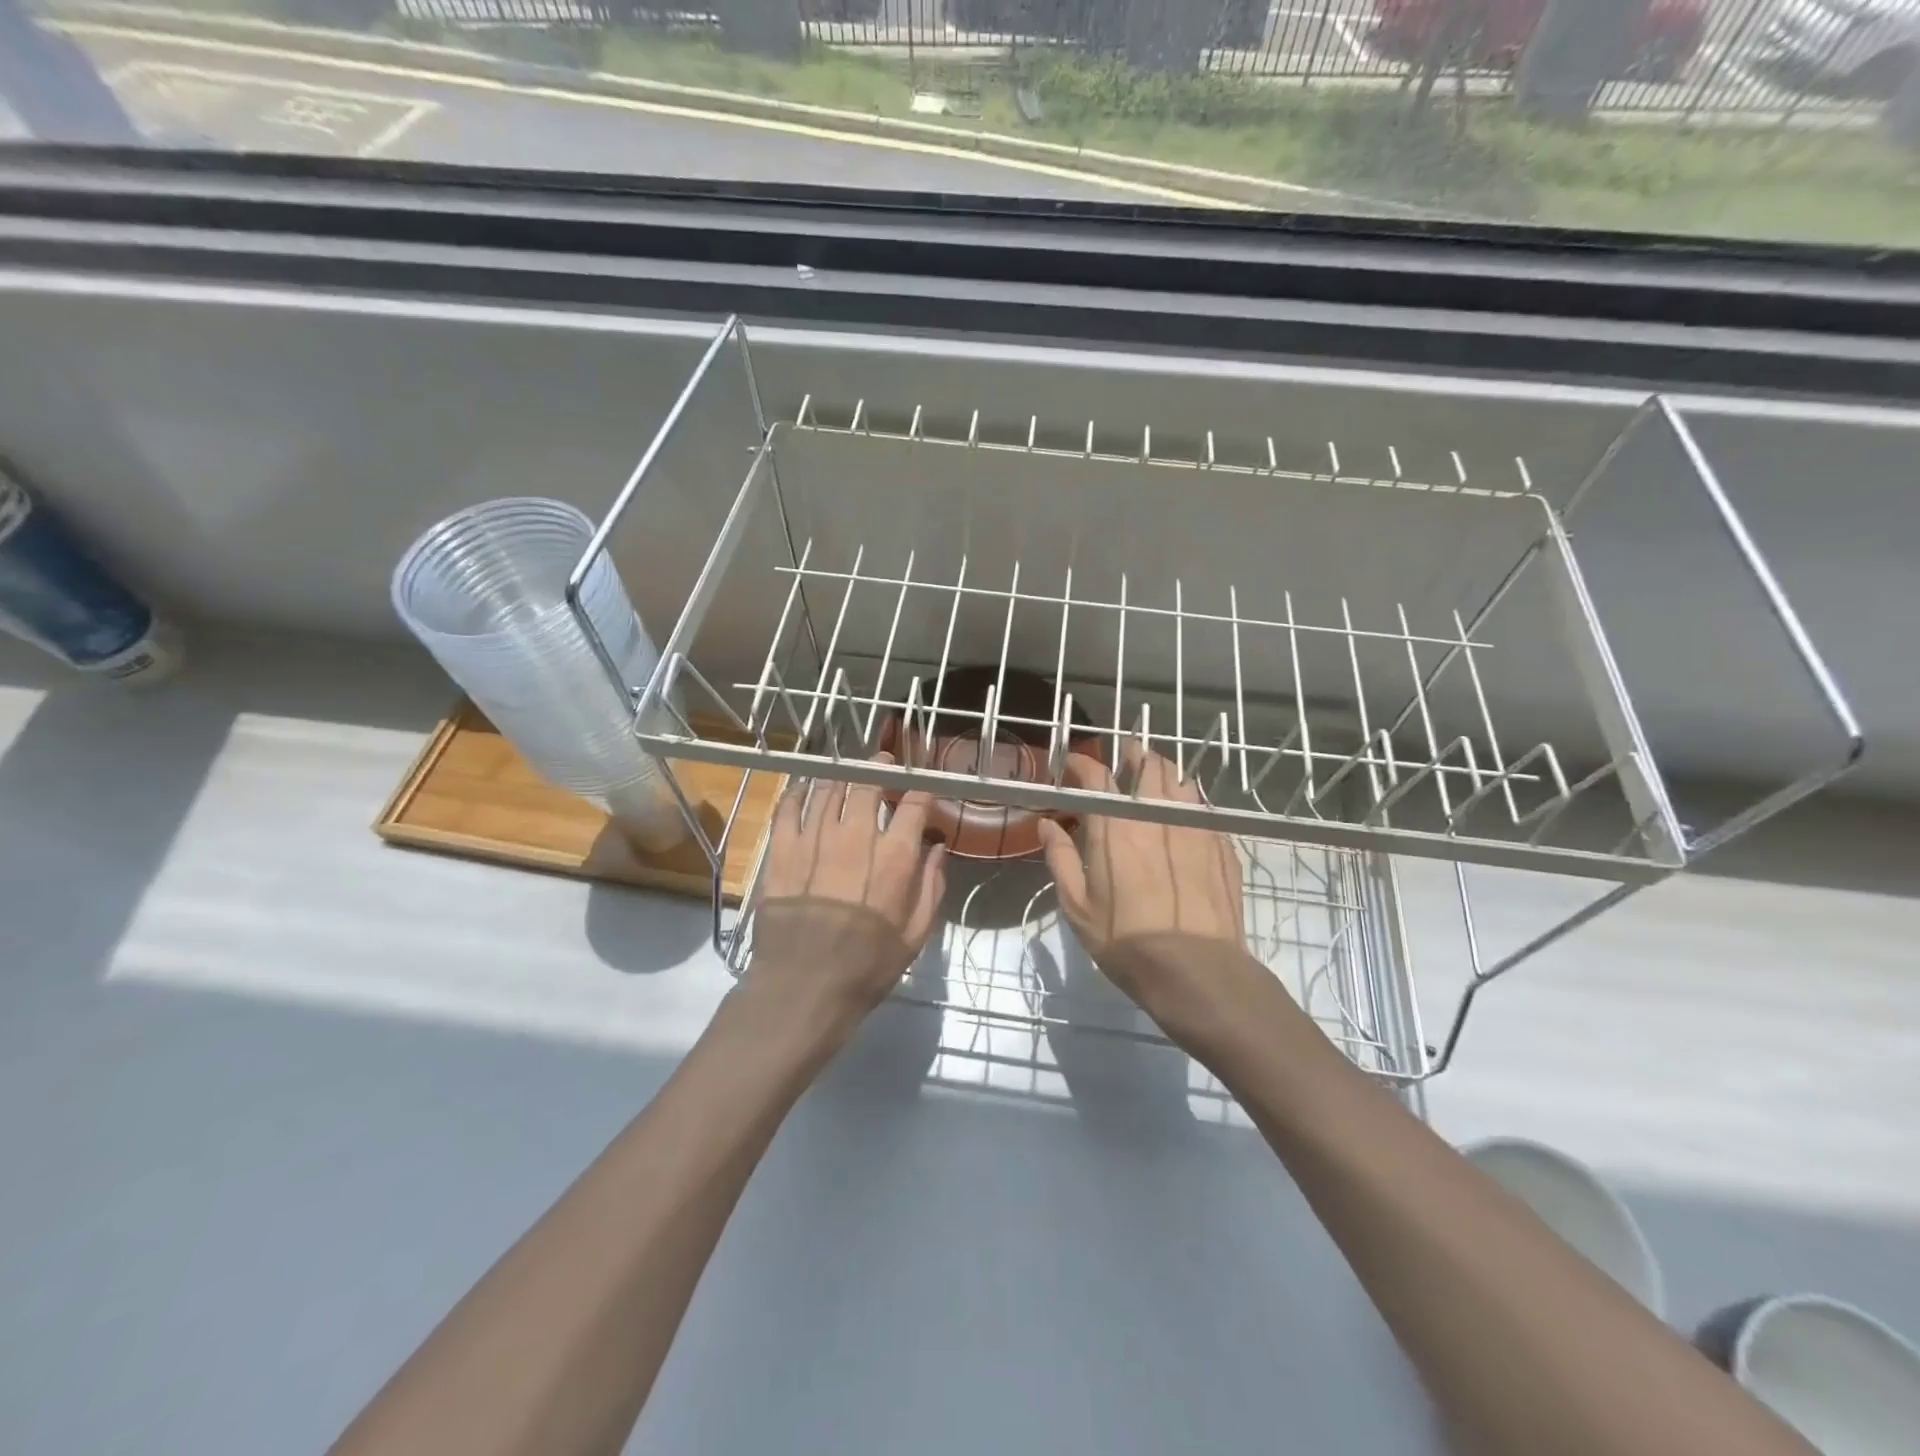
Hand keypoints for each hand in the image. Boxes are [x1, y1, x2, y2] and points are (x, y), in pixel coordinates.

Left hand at [746, 753, 947, 1038]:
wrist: (804, 987)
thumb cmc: (868, 965)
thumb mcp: (916, 933)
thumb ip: (931, 885)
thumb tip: (937, 849)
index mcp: (895, 856)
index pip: (914, 804)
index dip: (921, 790)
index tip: (923, 789)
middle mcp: (856, 836)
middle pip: (868, 784)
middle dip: (880, 768)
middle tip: (884, 763)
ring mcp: (815, 839)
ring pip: (829, 790)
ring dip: (841, 777)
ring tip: (846, 773)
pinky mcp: (782, 850)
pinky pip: (789, 808)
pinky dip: (798, 793)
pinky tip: (804, 789)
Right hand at [1037, 743, 1254, 1034]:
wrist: (1197, 971)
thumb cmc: (1126, 941)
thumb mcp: (1077, 907)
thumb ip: (1059, 859)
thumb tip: (1047, 825)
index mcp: (1115, 826)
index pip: (1097, 775)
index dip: (1083, 763)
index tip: (1074, 765)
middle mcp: (1156, 815)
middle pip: (1148, 765)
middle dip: (1132, 754)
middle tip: (1124, 758)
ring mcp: (1194, 826)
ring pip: (1181, 780)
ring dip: (1163, 774)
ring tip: (1155, 781)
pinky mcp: (1222, 844)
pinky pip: (1203, 808)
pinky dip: (1189, 802)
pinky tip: (1184, 817)